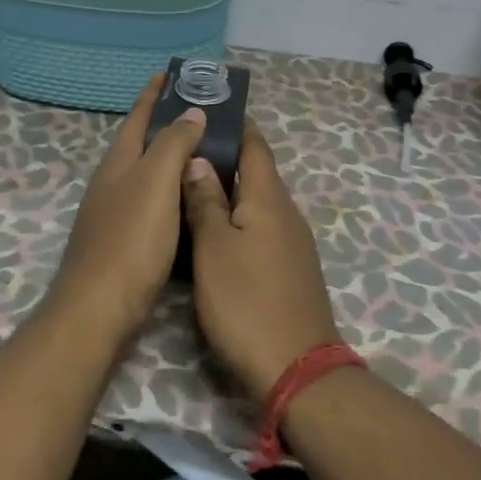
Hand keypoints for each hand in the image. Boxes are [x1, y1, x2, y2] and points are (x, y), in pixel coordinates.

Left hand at [50, 78, 207, 342]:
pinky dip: (173, 192)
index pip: (138, 117)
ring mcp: (115, 213)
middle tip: (203, 114)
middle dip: (166, 125)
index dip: (153, 95)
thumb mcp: (155, 183)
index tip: (171, 74)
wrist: (100, 308)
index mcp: (119, 163)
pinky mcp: (125, 242)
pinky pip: (154, 203)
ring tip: (204, 153)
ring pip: (147, 175)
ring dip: (171, 160)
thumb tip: (192, 112)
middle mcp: (113, 183)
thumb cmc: (131, 239)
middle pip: (141, 144)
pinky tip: (190, 202)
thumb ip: (173, 145)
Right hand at [181, 122, 343, 398]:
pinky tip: (215, 231)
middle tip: (184, 150)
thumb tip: (198, 160)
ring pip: (257, 203)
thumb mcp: (214, 248)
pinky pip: (261, 228)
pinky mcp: (290, 268)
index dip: (235, 126)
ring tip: (191, 186)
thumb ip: (205, 202)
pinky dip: (238, 219)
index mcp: (268, 198)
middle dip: (226, 158)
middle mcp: (286, 212)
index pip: (255, 146)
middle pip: (257, 173)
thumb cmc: (246, 301)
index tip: (208, 112)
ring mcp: (292, 242)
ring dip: (230, 191)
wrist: (295, 367)